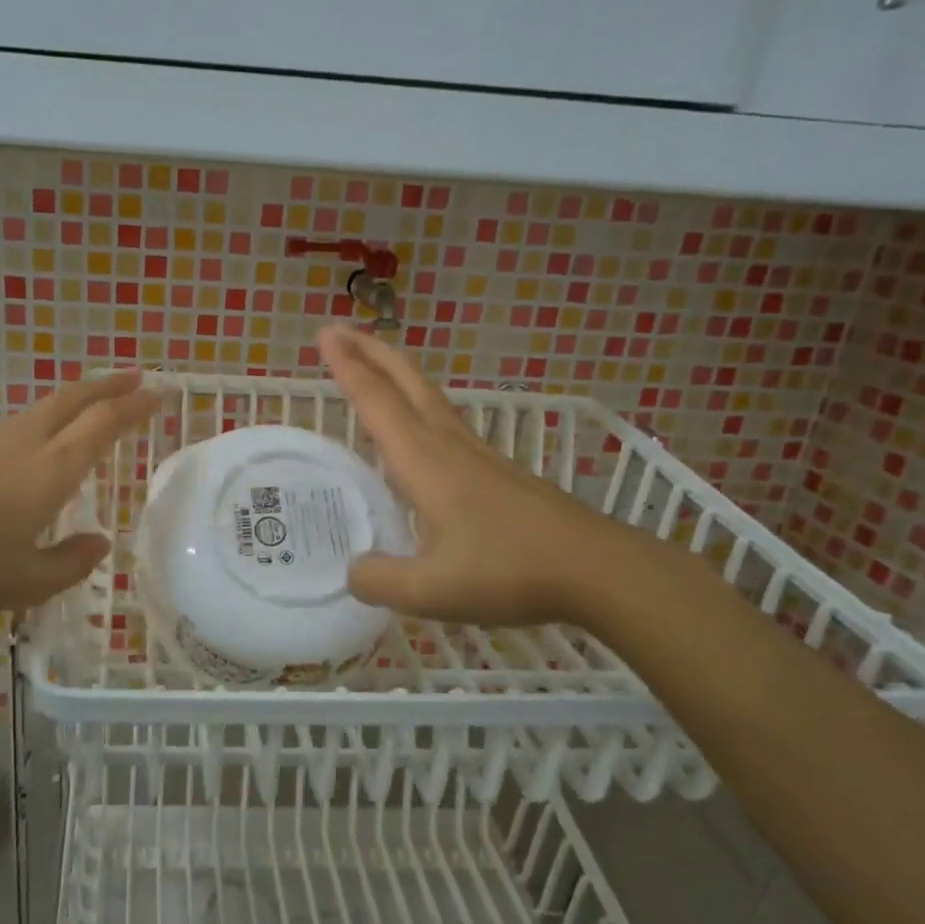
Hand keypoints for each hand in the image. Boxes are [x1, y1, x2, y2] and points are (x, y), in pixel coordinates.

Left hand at [0, 371, 157, 621]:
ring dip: (78, 398)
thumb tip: (99, 543)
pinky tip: (43, 442)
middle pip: (73, 399)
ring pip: (44, 407)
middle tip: (137, 378)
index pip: (103, 424)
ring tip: (96, 405)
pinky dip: (49, 418)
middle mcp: (24, 444)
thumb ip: (71, 562)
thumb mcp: (26, 582)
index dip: (135, 406)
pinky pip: (21, 424)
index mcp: (50, 471)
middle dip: (109, 385)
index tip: (160, 393)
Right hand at [319, 325, 645, 629]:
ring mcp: (480, 457)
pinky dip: (421, 410)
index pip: (378, 403)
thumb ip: (380, 581)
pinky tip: (421, 437)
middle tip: (341, 332)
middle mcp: (450, 447)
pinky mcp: (500, 473)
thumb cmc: (511, 572)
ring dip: (398, 376)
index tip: (325, 334)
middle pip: (408, 383)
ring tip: (375, 371)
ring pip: (431, 400)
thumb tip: (353, 571)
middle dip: (373, 353)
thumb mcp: (431, 591)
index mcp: (426, 463)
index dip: (348, 368)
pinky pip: (448, 425)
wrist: (599, 569)